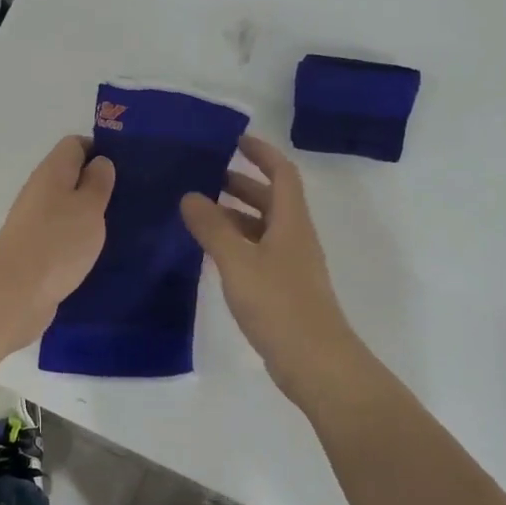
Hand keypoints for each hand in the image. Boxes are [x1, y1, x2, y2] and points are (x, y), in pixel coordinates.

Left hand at [0, 136, 114, 345]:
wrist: (15, 293)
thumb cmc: (58, 242)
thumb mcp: (89, 206)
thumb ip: (98, 182)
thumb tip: (100, 162)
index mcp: (52, 172)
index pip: (75, 145)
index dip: (101, 150)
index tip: (127, 168)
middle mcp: (40, 191)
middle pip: (71, 176)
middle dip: (99, 184)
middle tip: (130, 199)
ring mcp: (35, 221)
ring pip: (67, 207)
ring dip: (91, 214)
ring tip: (122, 225)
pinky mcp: (36, 249)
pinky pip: (63, 233)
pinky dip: (80, 238)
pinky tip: (100, 252)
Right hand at [180, 135, 372, 414]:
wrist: (316, 363)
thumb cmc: (279, 304)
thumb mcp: (238, 261)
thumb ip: (212, 227)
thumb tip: (189, 196)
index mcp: (291, 221)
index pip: (282, 173)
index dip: (262, 153)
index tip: (235, 141)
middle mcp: (295, 237)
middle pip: (272, 199)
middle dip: (242, 183)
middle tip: (206, 177)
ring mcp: (291, 265)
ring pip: (264, 227)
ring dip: (237, 214)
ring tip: (200, 213)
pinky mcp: (284, 289)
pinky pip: (259, 252)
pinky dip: (237, 243)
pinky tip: (213, 253)